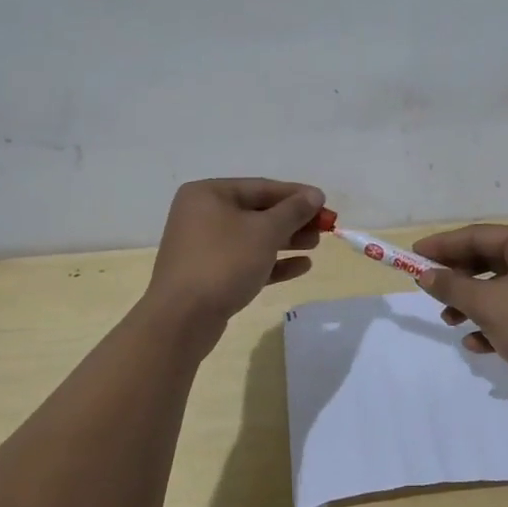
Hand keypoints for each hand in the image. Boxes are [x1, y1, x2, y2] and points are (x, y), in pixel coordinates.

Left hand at [146, 179, 325, 322]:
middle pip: (257, 212)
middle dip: (293, 220)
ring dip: (286, 240)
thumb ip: (293, 211)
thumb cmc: (224, 262)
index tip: (325, 203)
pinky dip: (273, 262)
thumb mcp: (265, 231)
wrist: (182, 319)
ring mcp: (204, 247)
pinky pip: (246, 261)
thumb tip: (315, 195)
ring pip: (253, 238)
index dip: (296, 195)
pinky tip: (302, 267)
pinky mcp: (209, 275)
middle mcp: (202, 215)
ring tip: (315, 245)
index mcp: (208, 194)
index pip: (261, 187)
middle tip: (324, 228)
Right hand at [412, 223, 507, 390]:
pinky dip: (491, 321)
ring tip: (449, 321)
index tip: (413, 255)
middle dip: (457, 278)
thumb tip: (424, 275)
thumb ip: (452, 287)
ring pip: (497, 286)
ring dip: (470, 302)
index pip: (478, 235)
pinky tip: (476, 343)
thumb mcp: (488, 305)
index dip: (442, 245)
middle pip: (487, 259)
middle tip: (428, 290)